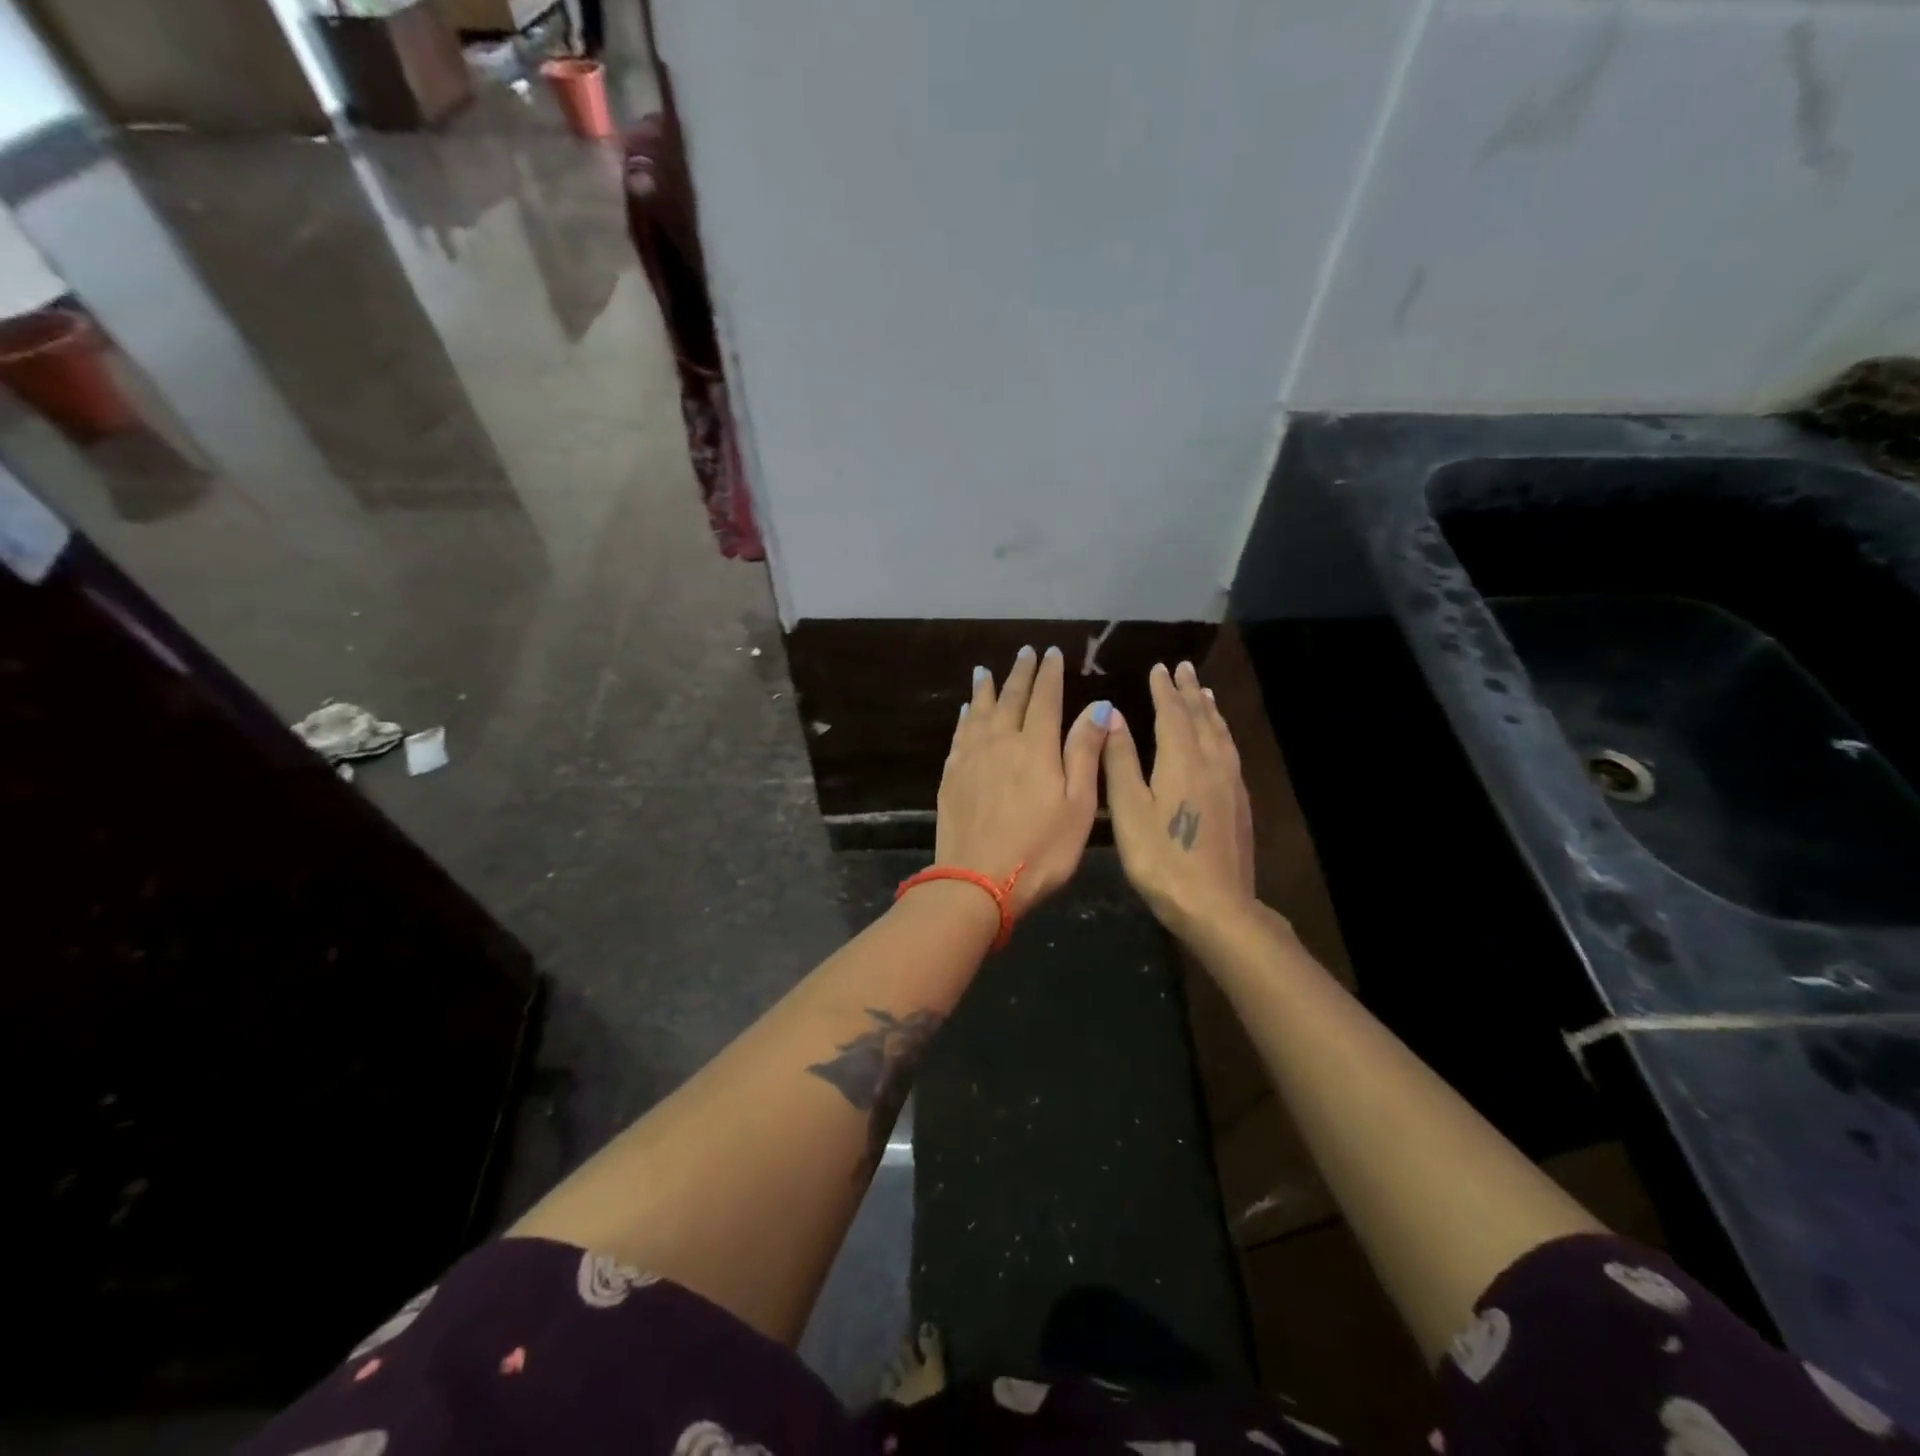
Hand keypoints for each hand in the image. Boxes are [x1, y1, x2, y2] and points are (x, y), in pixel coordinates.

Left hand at [937, 645, 1109, 918]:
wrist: (976, 882)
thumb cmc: (1040, 850)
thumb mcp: (1078, 805)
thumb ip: (1085, 752)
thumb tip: (1098, 706)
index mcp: (1036, 746)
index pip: (1045, 699)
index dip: (1050, 674)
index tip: (1052, 653)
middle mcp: (1001, 741)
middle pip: (1011, 698)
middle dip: (1021, 673)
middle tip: (1025, 652)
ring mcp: (971, 757)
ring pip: (980, 711)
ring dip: (986, 688)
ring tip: (986, 671)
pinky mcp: (951, 776)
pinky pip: (960, 734)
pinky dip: (965, 717)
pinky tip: (966, 711)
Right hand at [1102, 661, 1257, 937]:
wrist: (1217, 905)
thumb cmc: (1161, 858)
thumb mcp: (1129, 809)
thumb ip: (1120, 760)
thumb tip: (1111, 715)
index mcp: (1182, 760)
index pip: (1172, 714)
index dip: (1164, 690)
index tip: (1159, 668)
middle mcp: (1211, 763)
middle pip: (1201, 718)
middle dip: (1190, 691)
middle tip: (1184, 668)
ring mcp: (1231, 784)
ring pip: (1220, 734)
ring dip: (1209, 710)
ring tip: (1205, 693)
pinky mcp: (1240, 804)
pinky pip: (1230, 752)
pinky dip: (1221, 733)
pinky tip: (1220, 741)